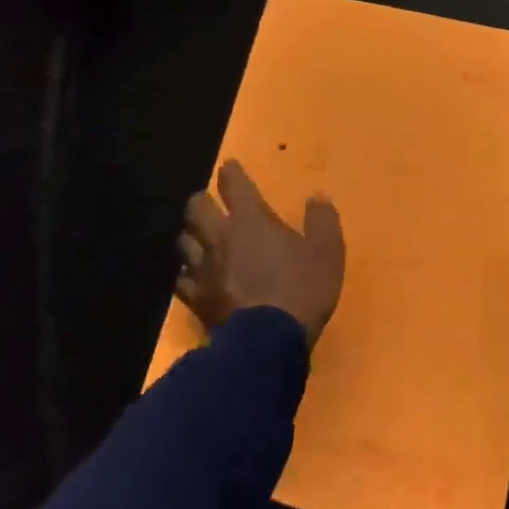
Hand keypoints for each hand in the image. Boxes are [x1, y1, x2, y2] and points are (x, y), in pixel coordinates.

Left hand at [177, 160, 345, 344]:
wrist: (268, 342)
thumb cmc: (301, 288)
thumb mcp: (327, 251)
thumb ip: (322, 220)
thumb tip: (317, 197)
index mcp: (251, 221)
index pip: (234, 185)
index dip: (231, 173)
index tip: (229, 166)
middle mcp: (220, 238)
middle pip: (196, 208)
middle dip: (201, 200)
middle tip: (210, 203)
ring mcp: (203, 270)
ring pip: (183, 241)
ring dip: (191, 235)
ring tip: (199, 238)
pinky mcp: (196, 299)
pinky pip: (181, 279)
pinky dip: (187, 272)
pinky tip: (194, 276)